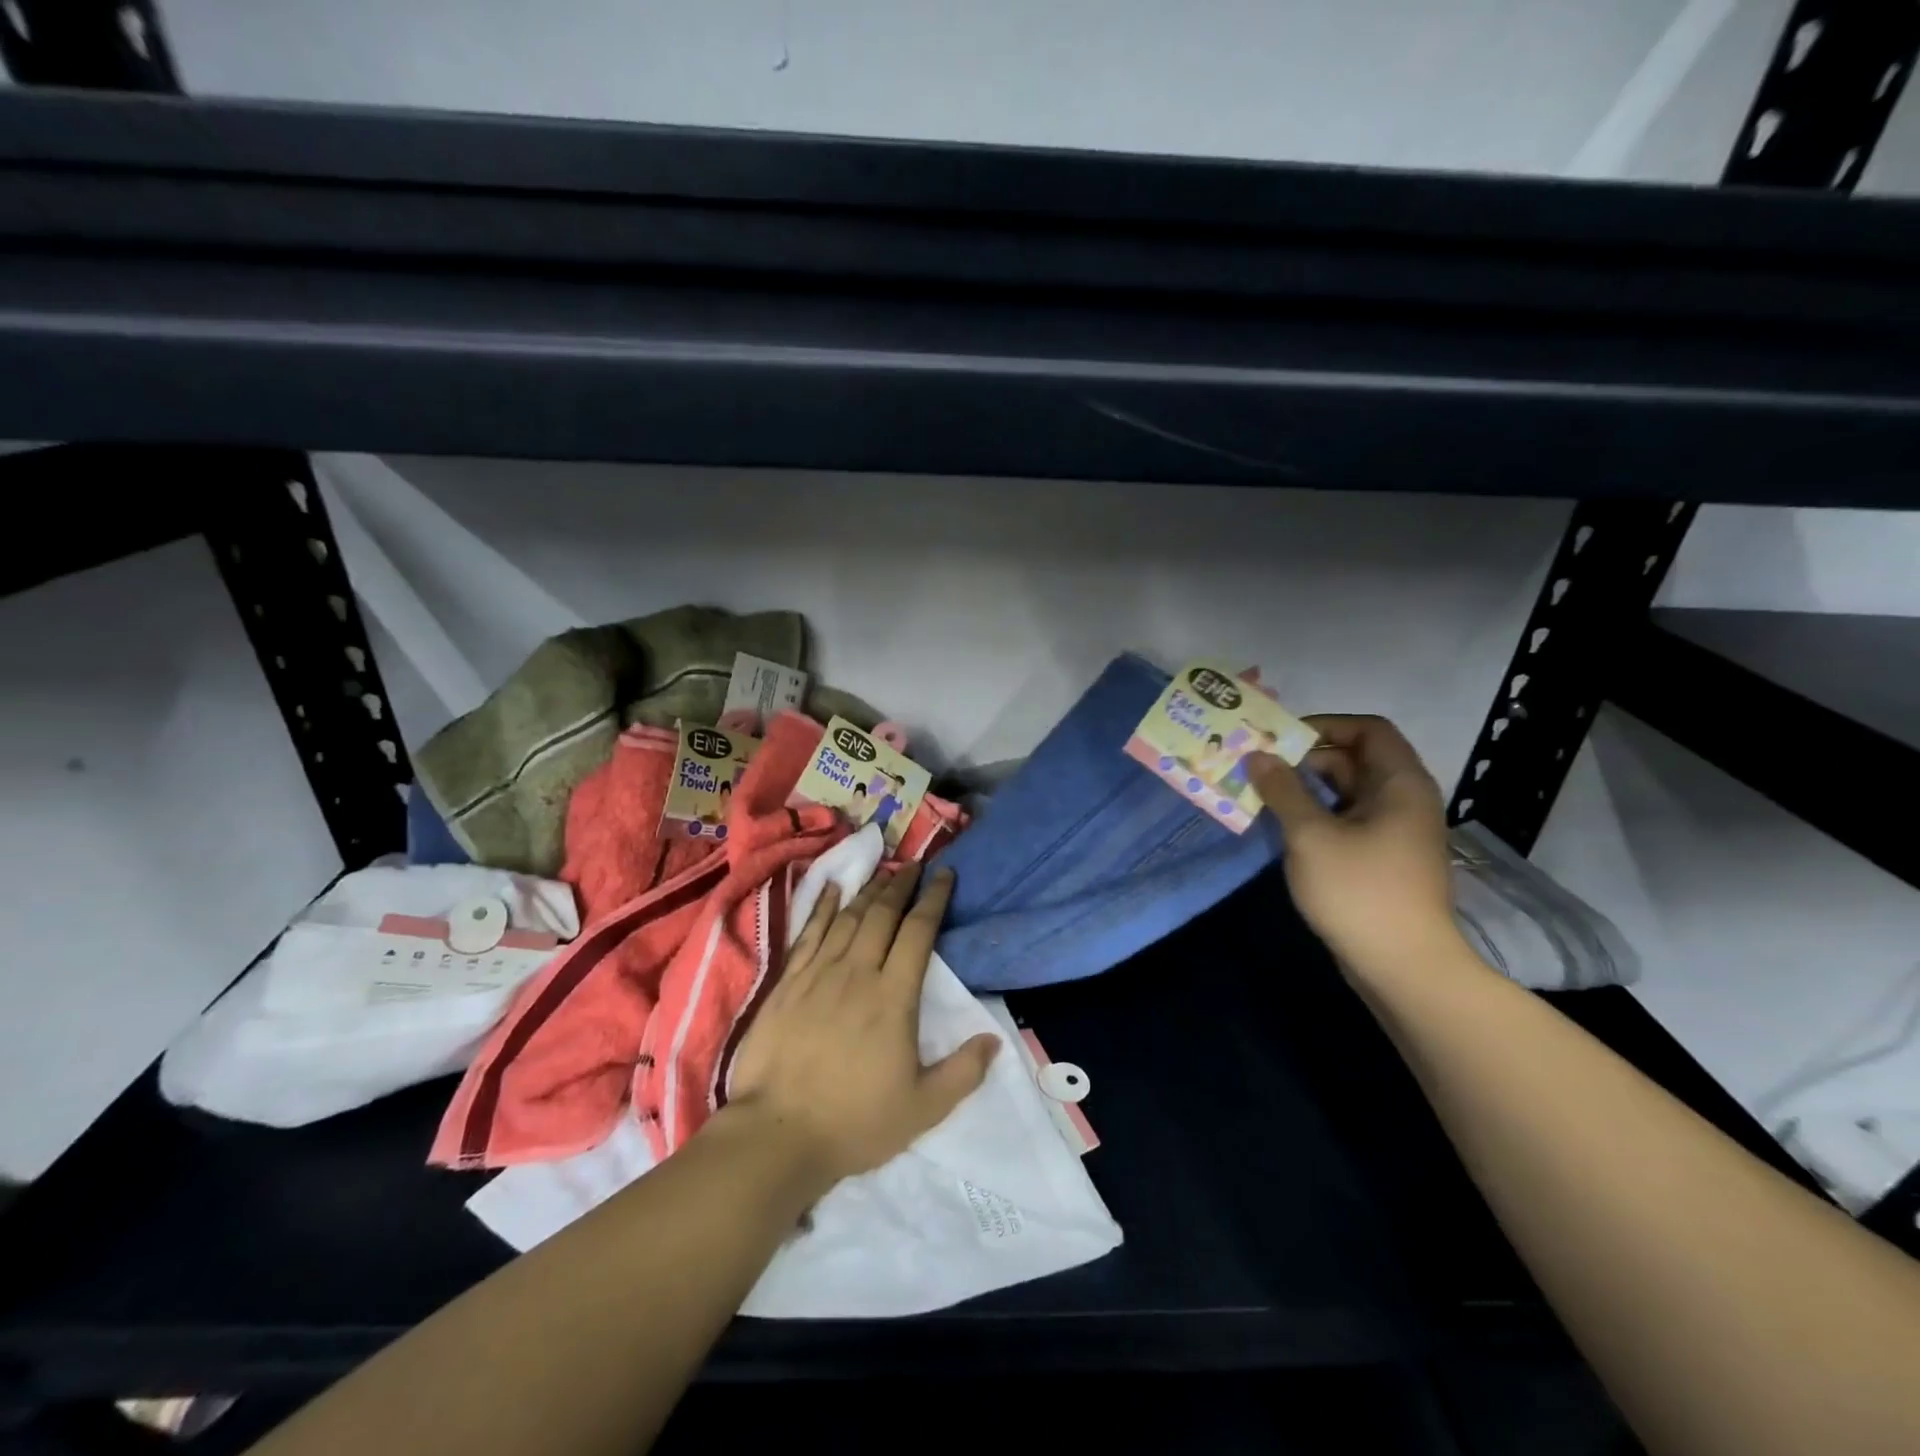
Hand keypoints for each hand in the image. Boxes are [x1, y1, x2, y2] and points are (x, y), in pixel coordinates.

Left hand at [726, 863, 998, 1190]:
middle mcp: (857, 972)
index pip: (918, 932)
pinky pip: (809, 932)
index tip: (945, 874)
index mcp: (893, 997)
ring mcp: (818, 973)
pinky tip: (830, 888)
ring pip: (848, 917)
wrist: (776, 1134)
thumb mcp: (923, 1108)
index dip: (934, 898)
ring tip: (883, 871)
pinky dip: (821, 906)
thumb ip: (963, 1072)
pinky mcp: (787, 982)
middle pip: (882, 913)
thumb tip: (995, 1039)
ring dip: (868, 890)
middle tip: (914, 864)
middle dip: (901, 884)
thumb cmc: (854, 1122)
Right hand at [1246, 715, 1465, 985]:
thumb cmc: (1360, 892)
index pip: (1368, 730)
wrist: (1403, 967)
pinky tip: (1280, 827)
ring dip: (1304, 789)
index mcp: (1399, 784)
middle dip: (1305, 759)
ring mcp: (1392, 832)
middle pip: (1354, 760)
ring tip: (1260, 794)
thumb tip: (1257, 755)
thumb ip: (1283, 790)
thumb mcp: (1311, 835)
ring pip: (1345, 793)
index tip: (1281, 739)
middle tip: (1258, 767)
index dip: (1325, 725)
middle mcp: (1402, 801)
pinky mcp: (1380, 859)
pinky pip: (1345, 821)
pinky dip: (1314, 816)